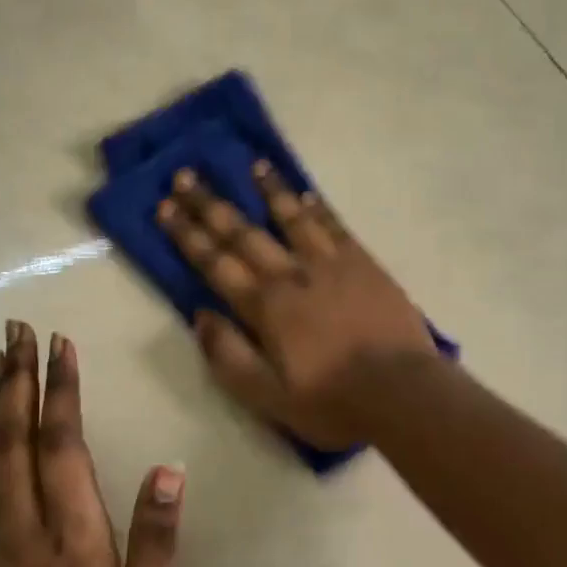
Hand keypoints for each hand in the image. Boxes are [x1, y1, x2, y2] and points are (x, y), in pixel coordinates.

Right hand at [157, 163, 434, 448]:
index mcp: (265, 307)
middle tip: (186, 175)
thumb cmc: (331, 401)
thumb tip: (200, 316)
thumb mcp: (267, 396)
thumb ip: (229, 355)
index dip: (188, 235)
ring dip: (270, 191)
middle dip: (212, 205)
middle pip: (245, 233)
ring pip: (293, 218)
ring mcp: (332, 264)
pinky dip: (319, 209)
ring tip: (254, 165)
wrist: (402, 392)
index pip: (216, 263)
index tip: (165, 207)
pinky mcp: (365, 265)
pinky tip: (307, 194)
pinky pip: (336, 227)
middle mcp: (292, 274)